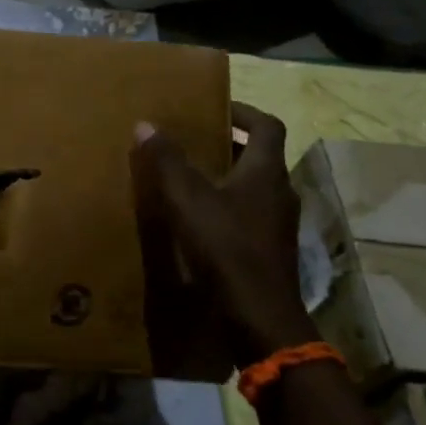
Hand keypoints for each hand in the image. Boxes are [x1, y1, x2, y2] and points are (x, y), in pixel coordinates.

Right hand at [130, 103, 318, 367]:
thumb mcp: (188, 200)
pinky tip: (201, 223)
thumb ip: (167, 162)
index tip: (216, 108)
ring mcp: (279, 226)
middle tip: (195, 143)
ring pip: (256, 190)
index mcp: (267, 172)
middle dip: (230, 146)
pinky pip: (251, 218)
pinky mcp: (270, 252)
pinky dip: (229, 210)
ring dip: (229, 179)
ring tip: (192, 181)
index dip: (243, 112)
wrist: (258, 316)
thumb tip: (145, 124)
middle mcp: (280, 193)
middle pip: (261, 158)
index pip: (267, 126)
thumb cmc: (226, 247)